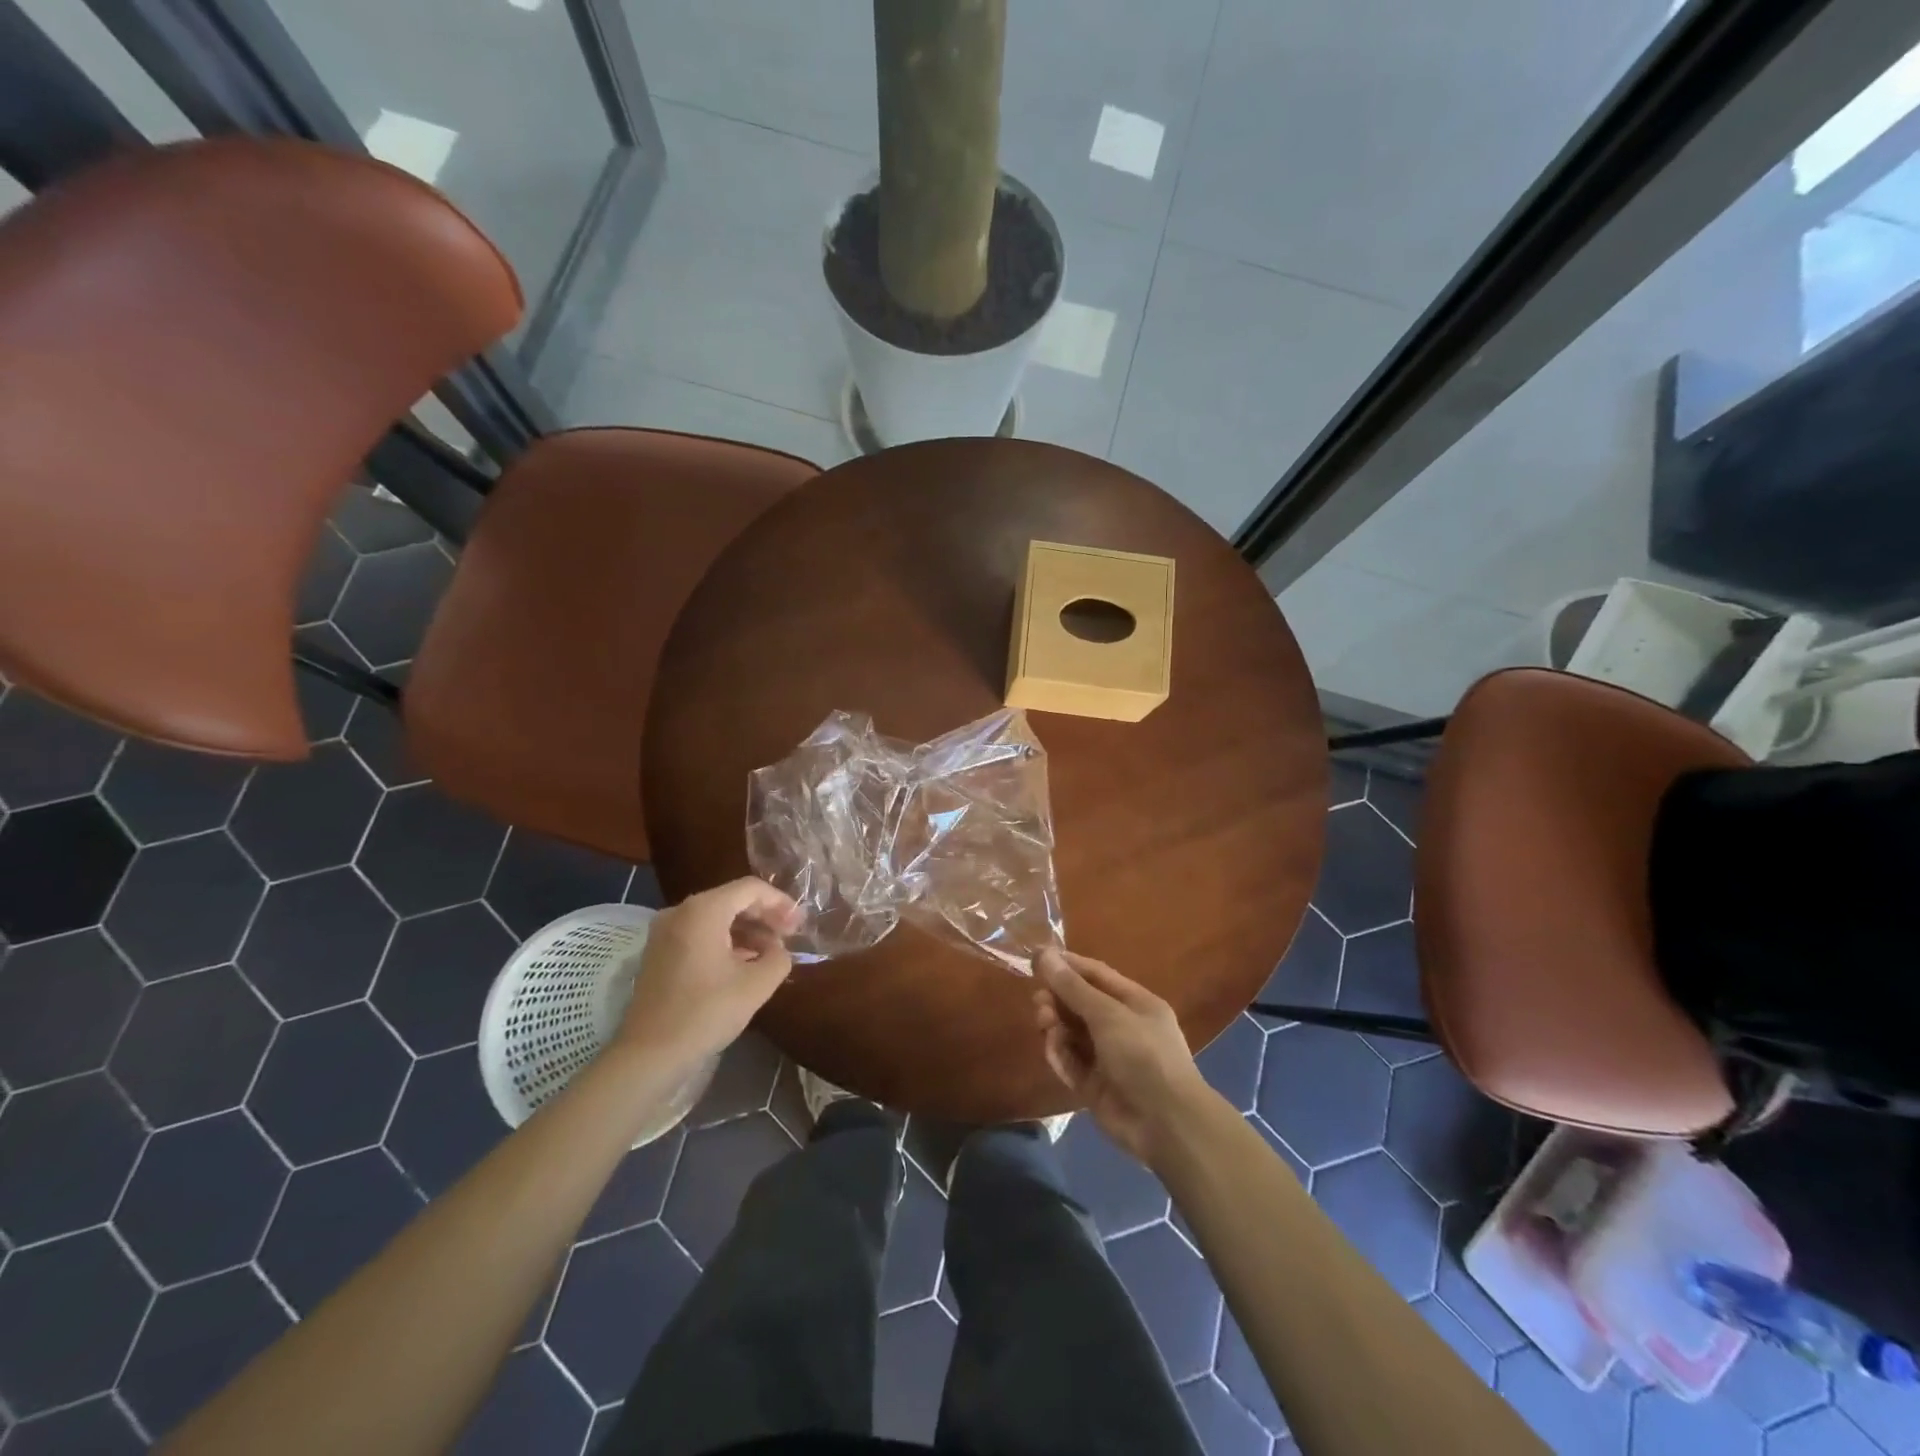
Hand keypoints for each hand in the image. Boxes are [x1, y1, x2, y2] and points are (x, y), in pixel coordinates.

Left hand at [616, 878, 804, 1070]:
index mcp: (703, 910)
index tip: (799, 924)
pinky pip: (699, 933)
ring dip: (746, 930)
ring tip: (770, 953)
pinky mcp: (658, 953)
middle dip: (764, 916)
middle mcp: (680, 911)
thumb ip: (778, 958)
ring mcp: (664, 932)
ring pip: (715, 917)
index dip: (780, 902)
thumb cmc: (705, 1012)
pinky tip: (743, 963)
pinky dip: (725, 941)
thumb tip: (778, 950)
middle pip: (732, 899)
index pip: (750, 889)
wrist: (649, 1055)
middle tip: (789, 935)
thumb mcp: (756, 985)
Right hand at [1033, 948, 1214, 1166]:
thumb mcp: (1108, 1014)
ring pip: (1073, 1034)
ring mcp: (1108, 1059)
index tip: (1037, 959)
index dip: (1067, 966)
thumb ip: (1073, 988)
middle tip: (1038, 1001)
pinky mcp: (1095, 1086)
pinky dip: (1060, 1054)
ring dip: (1056, 1026)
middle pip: (1081, 1005)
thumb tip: (1045, 954)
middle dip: (1058, 999)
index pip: (1096, 976)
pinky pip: (1072, 1063)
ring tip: (1044, 1023)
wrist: (1166, 1124)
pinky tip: (1053, 1049)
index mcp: (1136, 1003)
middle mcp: (1122, 1027)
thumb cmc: (1143, 1054)